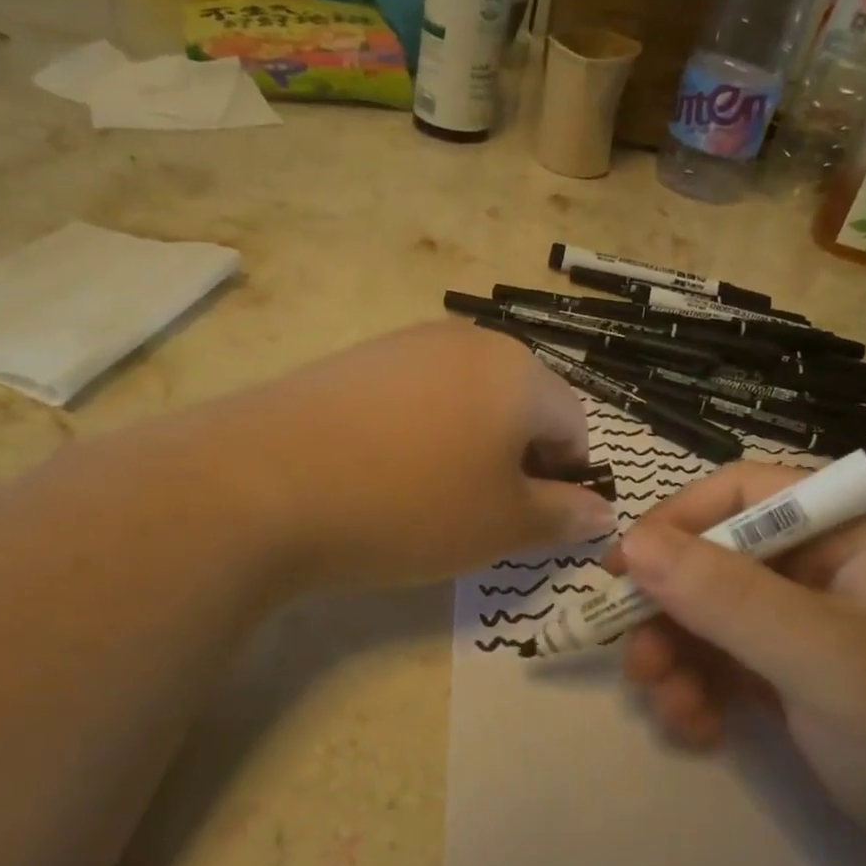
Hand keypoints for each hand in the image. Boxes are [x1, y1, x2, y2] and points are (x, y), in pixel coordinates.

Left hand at [225, 321, 614, 590]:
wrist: (262, 482)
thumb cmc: (409, 505)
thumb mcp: (501, 524)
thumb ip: (564, 516)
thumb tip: (603, 513)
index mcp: (519, 372)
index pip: (574, 424)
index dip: (567, 477)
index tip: (534, 521)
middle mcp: (469, 341)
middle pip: (520, 404)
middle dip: (518, 459)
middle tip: (484, 512)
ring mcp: (405, 343)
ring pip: (466, 399)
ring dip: (469, 445)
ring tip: (430, 495)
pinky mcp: (356, 359)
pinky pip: (414, 396)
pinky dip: (420, 433)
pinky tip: (383, 471)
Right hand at [612, 463, 865, 865]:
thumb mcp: (824, 661)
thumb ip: (726, 597)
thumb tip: (631, 543)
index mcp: (857, 529)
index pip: (745, 493)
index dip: (676, 524)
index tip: (620, 572)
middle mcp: (837, 564)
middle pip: (724, 559)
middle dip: (675, 610)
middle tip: (637, 662)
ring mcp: (824, 624)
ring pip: (722, 615)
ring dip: (684, 656)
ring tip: (669, 708)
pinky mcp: (813, 677)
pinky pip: (739, 661)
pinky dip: (709, 689)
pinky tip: (700, 729)